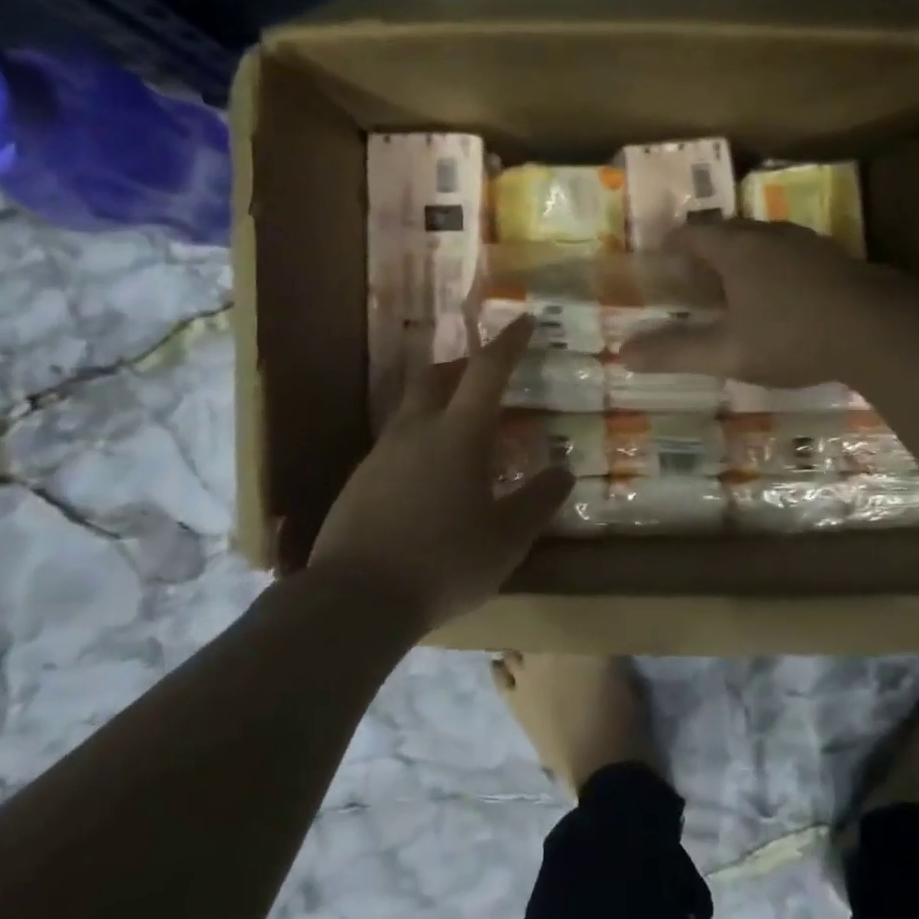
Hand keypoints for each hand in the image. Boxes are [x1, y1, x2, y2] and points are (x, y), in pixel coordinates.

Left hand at [308, 316, 574, 628]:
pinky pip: (396, 443)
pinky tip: (430, 476)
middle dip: (463, 366)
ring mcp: (381, 454)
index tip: (524, 320)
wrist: (355, 598)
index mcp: (457, 434)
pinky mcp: (360, 480)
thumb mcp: (506, 538)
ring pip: (412, 409)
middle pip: (436, 377)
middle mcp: (415, 430)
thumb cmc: (444, 562)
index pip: (486, 371)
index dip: (508, 342)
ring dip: (439, 403)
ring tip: (463, 430)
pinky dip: (419, 440)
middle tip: (485, 375)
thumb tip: (564, 472)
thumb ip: (538, 501)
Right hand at [620, 220, 888, 386]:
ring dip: (739, 258)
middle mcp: (769, 235)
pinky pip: (786, 253)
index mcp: (737, 249)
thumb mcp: (729, 353)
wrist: (881, 331)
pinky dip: (769, 267)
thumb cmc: (793, 338)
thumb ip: (676, 352)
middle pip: (726, 232)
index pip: (692, 233)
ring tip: (731, 288)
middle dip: (704, 251)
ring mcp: (805, 242)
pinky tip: (778, 297)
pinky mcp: (832, 257)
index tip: (659, 261)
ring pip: (760, 240)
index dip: (671, 245)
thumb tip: (623, 354)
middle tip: (691, 278)